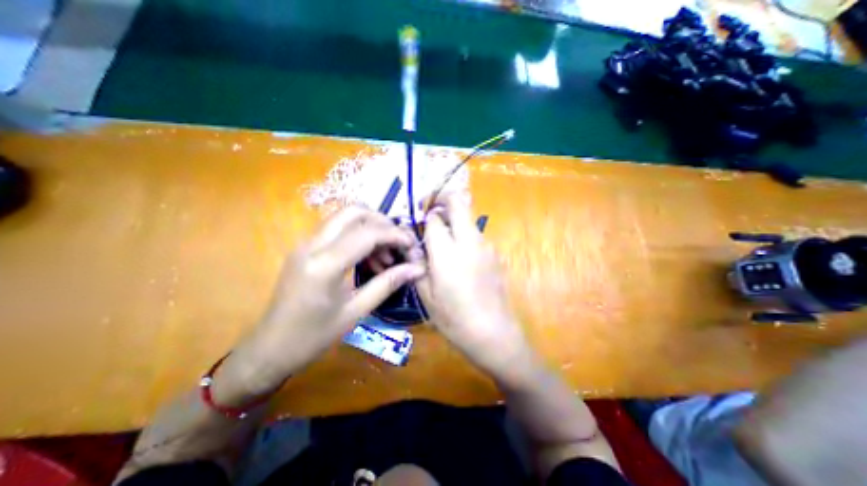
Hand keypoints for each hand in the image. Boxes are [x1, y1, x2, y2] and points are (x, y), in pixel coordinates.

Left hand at [213, 206, 423, 401]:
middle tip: (398, 243)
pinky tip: (368, 259)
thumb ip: (388, 283)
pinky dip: (358, 235)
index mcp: (325, 265)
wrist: (270, 348)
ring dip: (370, 228)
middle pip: (353, 212)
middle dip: (382, 222)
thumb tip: (417, 269)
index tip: (412, 245)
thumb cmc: (314, 336)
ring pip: (344, 217)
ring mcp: (306, 244)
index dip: (395, 234)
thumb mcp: (357, 311)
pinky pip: (336, 230)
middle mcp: (312, 245)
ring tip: (386, 256)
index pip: (368, 233)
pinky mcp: (305, 248)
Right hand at [416, 192, 538, 382]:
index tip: (419, 221)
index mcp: (447, 252)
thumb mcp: (426, 295)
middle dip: (443, 199)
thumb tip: (412, 245)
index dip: (425, 216)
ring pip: (469, 218)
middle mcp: (469, 241)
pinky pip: (476, 234)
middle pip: (459, 203)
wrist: (494, 333)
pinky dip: (465, 235)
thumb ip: (417, 264)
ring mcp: (486, 245)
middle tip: (432, 211)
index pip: (435, 218)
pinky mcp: (495, 253)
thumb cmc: (454, 318)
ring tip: (444, 241)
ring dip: (455, 219)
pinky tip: (461, 259)